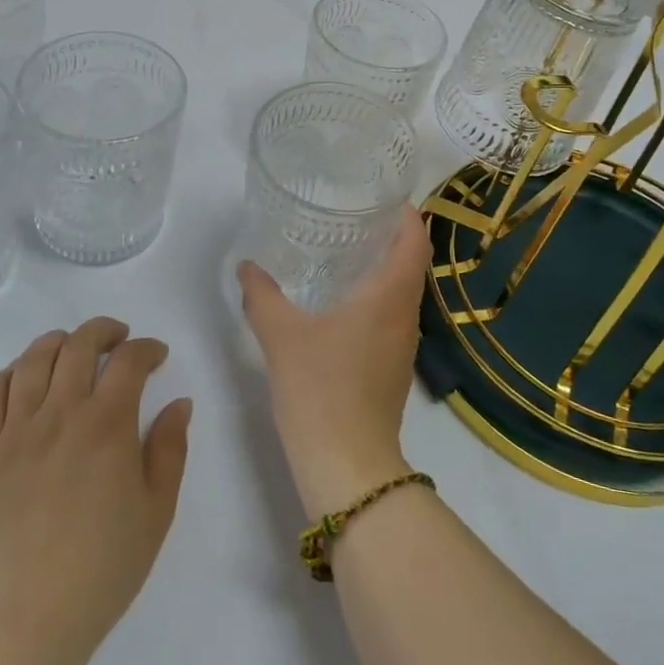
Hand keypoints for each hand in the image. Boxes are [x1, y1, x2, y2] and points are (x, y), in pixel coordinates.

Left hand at [0, 318, 191, 664]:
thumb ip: (170, 449)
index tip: (156, 356)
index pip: (130, 359)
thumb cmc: (100, 571)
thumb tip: (178, 403)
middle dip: (103, 331)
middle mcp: (60, 413)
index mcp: (107, 423)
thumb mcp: (156, 512)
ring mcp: (13, 433)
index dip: (147, 348)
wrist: (19, 628)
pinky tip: (19, 381)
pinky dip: (6, 376)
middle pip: (79, 345)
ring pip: (32, 361)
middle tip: (117, 339)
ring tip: (70, 350)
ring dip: (56, 343)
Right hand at [237, 205, 430, 518]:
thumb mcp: (283, 337)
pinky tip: (342, 302)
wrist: (349, 469)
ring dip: (384, 267)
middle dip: (391, 235)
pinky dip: (377, 297)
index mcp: (391, 296)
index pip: (416, 240)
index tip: (384, 195)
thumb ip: (263, 297)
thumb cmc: (322, 390)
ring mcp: (403, 345)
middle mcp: (406, 315)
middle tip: (354, 215)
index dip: (407, 213)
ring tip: (346, 251)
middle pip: (412, 262)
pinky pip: (393, 316)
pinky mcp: (393, 368)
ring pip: (403, 291)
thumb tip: (247, 266)